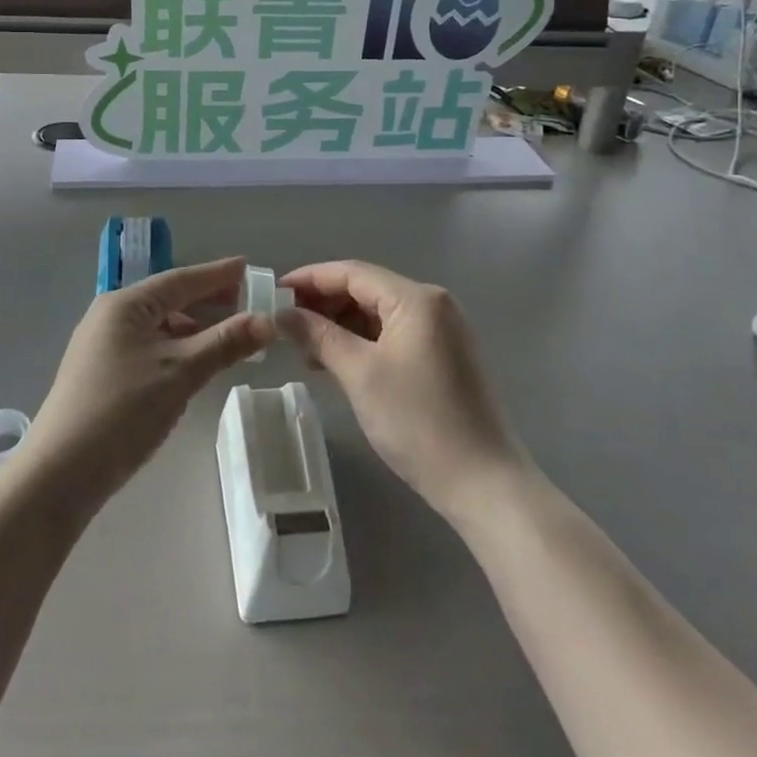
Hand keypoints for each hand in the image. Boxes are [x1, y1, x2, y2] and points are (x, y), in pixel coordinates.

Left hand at [24, 258, 276, 508]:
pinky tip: (196, 363)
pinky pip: (149, 347)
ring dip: (195, 328)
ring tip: (229, 336)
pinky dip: (177, 349)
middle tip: (247, 303)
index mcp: (126, 304)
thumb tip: (267, 320)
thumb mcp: (181, 373)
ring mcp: (103, 346)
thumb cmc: (123, 410)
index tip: (247, 266)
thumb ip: (225, 343)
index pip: (181, 280)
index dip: (217, 274)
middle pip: (169, 300)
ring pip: (160, 326)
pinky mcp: (102, 373)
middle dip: (208, 301)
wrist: (61, 473)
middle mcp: (111, 316)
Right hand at [282, 261, 524, 521]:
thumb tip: (281, 314)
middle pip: (367, 289)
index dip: (310, 279)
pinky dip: (363, 342)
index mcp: (416, 299)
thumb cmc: (418, 421)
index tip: (273, 292)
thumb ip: (318, 336)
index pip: (352, 272)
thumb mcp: (359, 374)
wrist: (483, 483)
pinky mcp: (445, 356)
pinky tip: (337, 362)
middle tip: (285, 324)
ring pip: (379, 313)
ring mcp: (443, 331)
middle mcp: (433, 304)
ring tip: (305, 348)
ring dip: (341, 325)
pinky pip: (394, 334)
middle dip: (324, 303)